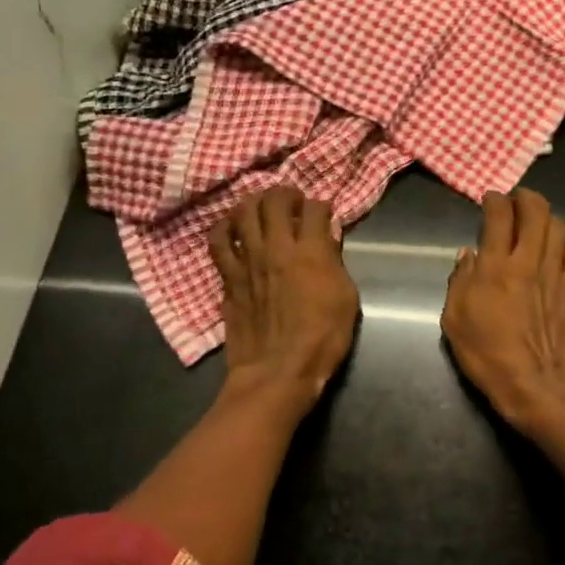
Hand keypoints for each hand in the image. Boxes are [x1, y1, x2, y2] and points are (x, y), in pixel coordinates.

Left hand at [209, 186, 358, 410]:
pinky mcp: (228, 276)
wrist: (278, 370)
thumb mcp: (346, 298)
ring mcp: (248, 259)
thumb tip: (327, 240)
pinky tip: (232, 228)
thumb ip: (335, 262)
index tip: (323, 213)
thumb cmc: (322, 338)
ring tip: (262, 209)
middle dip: (286, 194)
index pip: (315, 208)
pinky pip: (219, 240)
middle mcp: (277, 247)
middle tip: (292, 201)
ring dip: (254, 203)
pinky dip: (225, 227)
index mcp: (311, 251)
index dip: (321, 206)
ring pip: (243, 212)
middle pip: (275, 200)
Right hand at [441, 189, 564, 433]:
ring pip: (558, 226)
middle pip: (536, 210)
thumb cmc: (489, 356)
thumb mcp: (455, 321)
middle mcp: (528, 261)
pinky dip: (563, 244)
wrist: (540, 387)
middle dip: (525, 198)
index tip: (489, 199)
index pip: (498, 215)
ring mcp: (556, 274)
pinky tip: (554, 253)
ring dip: (545, 217)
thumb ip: (459, 282)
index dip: (494, 200)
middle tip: (515, 201)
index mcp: (495, 266)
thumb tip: (468, 255)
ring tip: (535, 223)